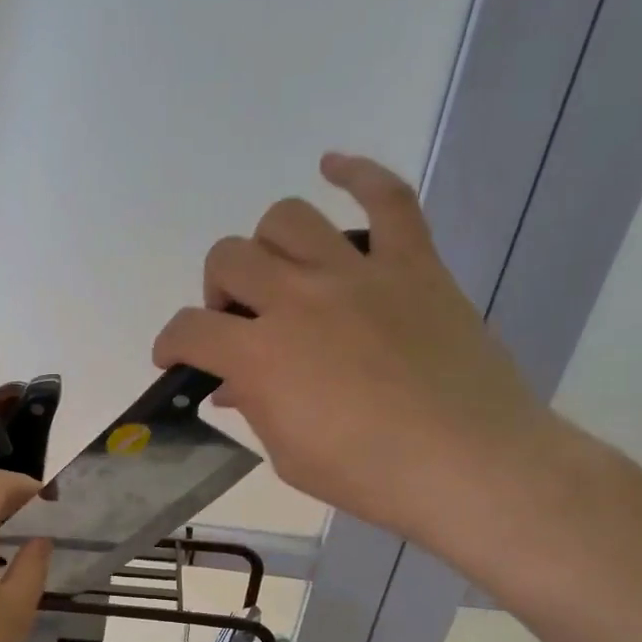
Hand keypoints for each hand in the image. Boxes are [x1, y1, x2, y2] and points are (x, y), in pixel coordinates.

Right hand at [151, 152, 559, 561]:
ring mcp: (357, 274)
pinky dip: (358, 174)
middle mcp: (298, 299)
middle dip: (219, 292)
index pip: (189, 329)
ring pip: (287, 219)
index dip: (171, 343)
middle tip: (239, 322)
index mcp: (261, 355)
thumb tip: (233, 385)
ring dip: (268, 246)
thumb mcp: (289, 454)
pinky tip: (334, 166)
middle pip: (229, 258)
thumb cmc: (370, 474)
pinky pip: (387, 197)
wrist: (470, 466)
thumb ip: (255, 407)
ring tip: (281, 275)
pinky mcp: (412, 265)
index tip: (176, 358)